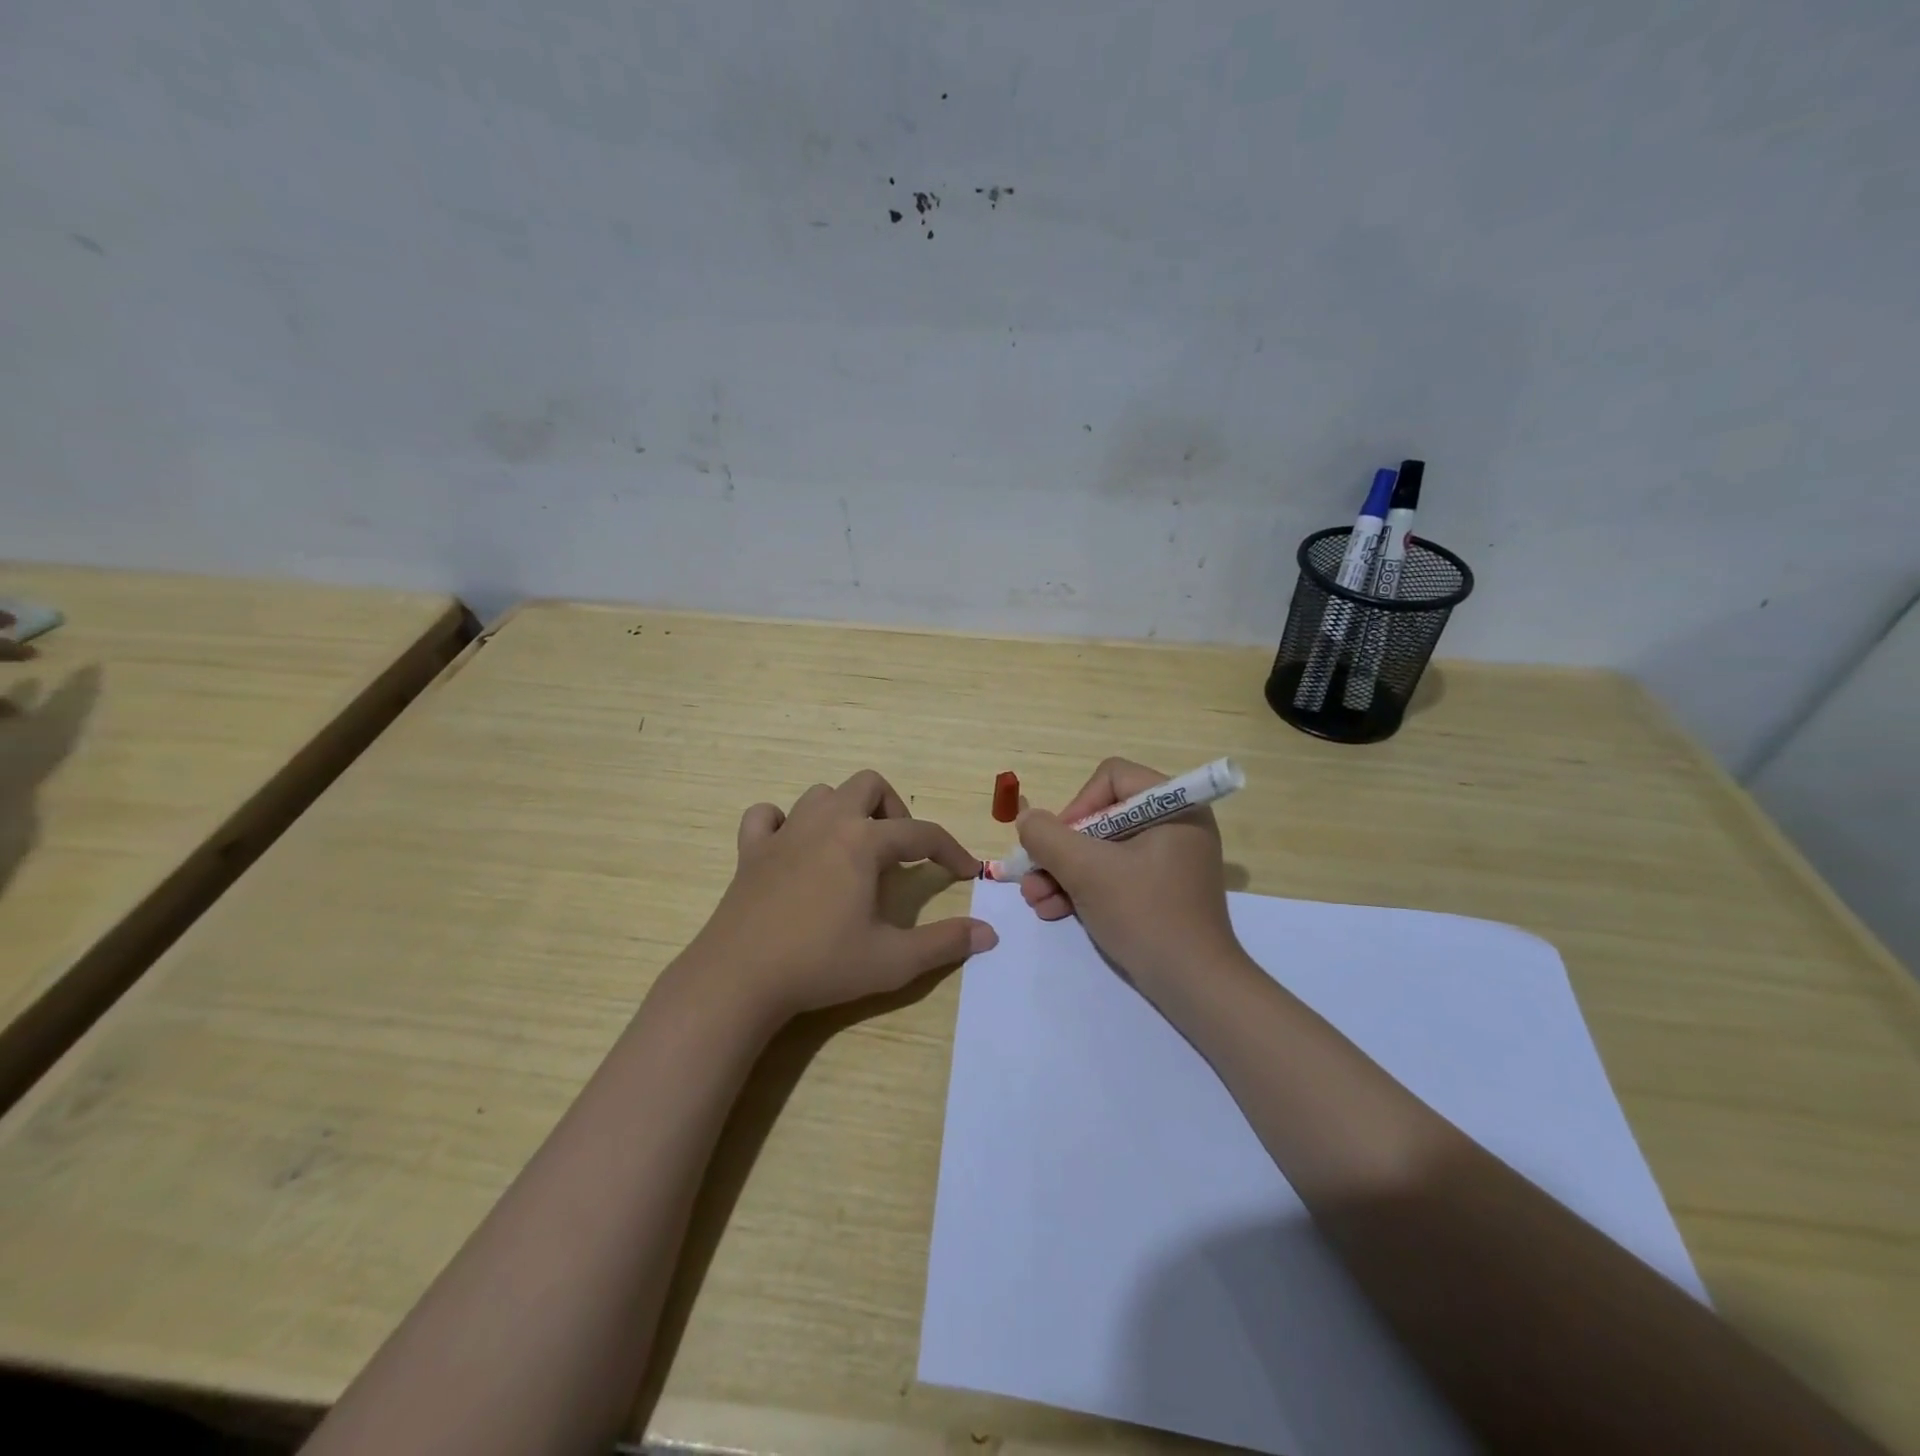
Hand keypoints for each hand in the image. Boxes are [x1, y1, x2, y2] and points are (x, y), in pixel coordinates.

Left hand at [684, 770, 995, 1024]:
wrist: (739, 978)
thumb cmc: (821, 964)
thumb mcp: (893, 960)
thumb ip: (944, 943)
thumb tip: (989, 933)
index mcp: (863, 842)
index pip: (921, 833)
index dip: (950, 849)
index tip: (967, 871)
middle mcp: (826, 823)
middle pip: (869, 785)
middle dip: (894, 809)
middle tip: (901, 850)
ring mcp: (784, 832)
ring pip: (821, 794)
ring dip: (845, 811)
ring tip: (853, 848)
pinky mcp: (751, 850)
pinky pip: (766, 816)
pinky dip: (783, 822)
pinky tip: (792, 847)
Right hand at [1017, 757, 1240, 1003]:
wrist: (1195, 987)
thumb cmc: (1145, 915)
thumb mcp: (1088, 871)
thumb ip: (1048, 837)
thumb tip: (1027, 819)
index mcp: (1174, 806)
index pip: (1111, 778)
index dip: (1077, 806)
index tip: (1057, 844)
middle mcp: (1175, 825)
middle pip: (1101, 817)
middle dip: (1061, 850)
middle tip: (1032, 877)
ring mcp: (1169, 860)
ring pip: (1102, 850)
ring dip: (1063, 873)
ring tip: (1035, 900)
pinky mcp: (1161, 890)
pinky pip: (1115, 874)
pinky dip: (1084, 889)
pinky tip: (1053, 910)